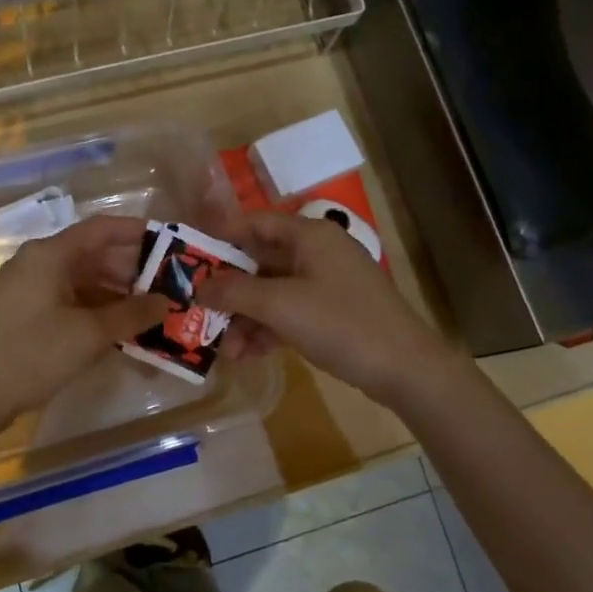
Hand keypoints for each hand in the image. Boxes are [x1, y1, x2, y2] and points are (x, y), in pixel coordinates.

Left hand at [0, 216, 171, 429]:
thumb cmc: (33, 354)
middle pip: (93, 254)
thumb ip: (133, 314)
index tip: (171, 244)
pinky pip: (69, 299)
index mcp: (50, 254)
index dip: (138, 232)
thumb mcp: (90, 334)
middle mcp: (38, 262)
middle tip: (169, 285)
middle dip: (132, 269)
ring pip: (83, 279)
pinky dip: (96, 308)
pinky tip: (120, 327)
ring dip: (116, 293)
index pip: (102, 229)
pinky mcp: (25, 312)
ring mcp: (29, 288)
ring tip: (151, 310)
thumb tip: (167, 302)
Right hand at [208, 211, 457, 403]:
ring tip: (224, 349)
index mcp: (308, 235)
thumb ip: (234, 293)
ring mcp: (326, 283)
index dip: (219, 238)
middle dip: (230, 290)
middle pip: (260, 261)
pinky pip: (289, 312)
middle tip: (199, 311)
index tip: (188, 260)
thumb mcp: (280, 306)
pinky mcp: (332, 312)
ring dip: (246, 317)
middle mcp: (316, 251)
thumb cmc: (340, 323)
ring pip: (272, 291)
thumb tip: (197, 286)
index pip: (253, 223)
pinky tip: (248, 355)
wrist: (404, 368)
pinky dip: (268, 329)